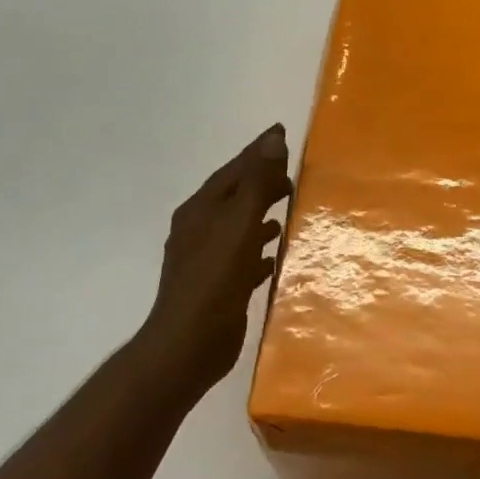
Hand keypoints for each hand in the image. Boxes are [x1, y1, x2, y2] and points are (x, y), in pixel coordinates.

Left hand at [141, 124, 291, 398]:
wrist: (187, 346)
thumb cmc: (213, 280)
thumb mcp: (238, 224)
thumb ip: (257, 183)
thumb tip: (274, 139)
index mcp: (200, 210)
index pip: (233, 169)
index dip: (258, 151)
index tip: (281, 133)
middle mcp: (199, 229)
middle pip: (235, 195)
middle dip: (262, 181)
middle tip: (292, 173)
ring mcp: (206, 259)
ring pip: (238, 225)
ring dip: (261, 213)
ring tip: (289, 206)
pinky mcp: (218, 285)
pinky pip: (243, 256)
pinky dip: (259, 248)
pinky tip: (275, 254)